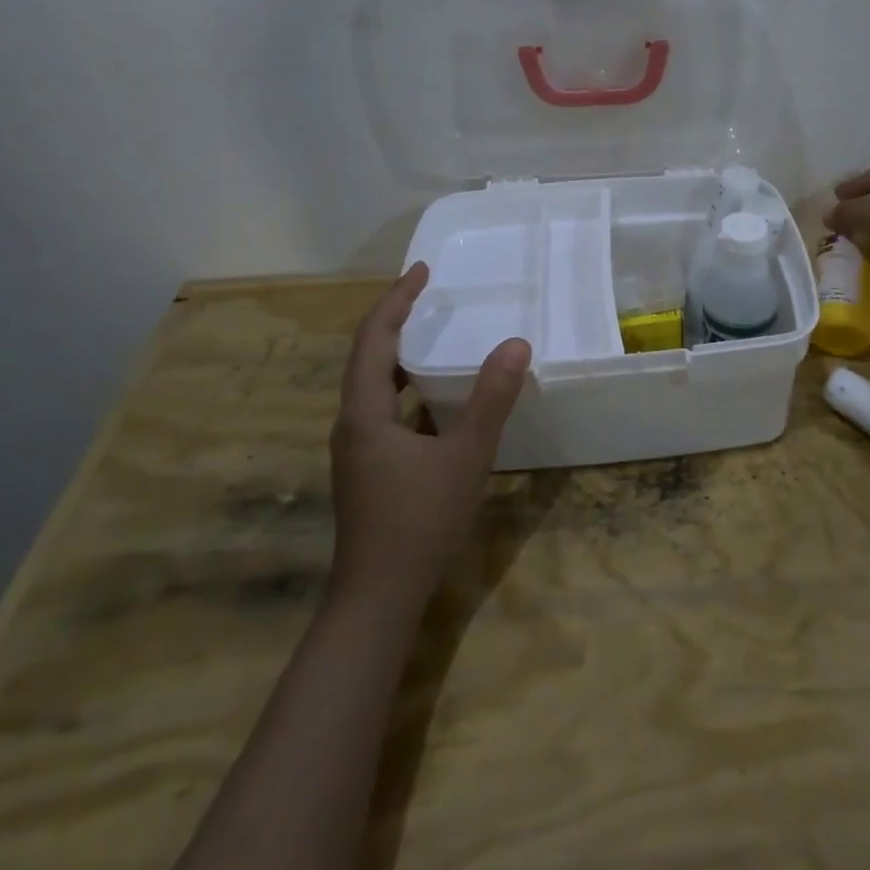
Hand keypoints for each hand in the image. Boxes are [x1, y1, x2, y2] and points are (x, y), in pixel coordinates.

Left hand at [328, 263, 530, 610]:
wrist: (378, 599)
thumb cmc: (418, 522)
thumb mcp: (465, 455)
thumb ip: (491, 399)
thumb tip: (517, 343)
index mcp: (364, 413)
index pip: (373, 339)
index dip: (395, 300)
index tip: (421, 270)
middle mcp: (352, 424)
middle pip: (368, 358)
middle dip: (396, 321)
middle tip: (429, 294)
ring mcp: (358, 450)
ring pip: (376, 387)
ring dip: (401, 356)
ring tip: (435, 335)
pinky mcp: (370, 470)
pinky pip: (387, 411)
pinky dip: (409, 389)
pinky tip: (438, 400)